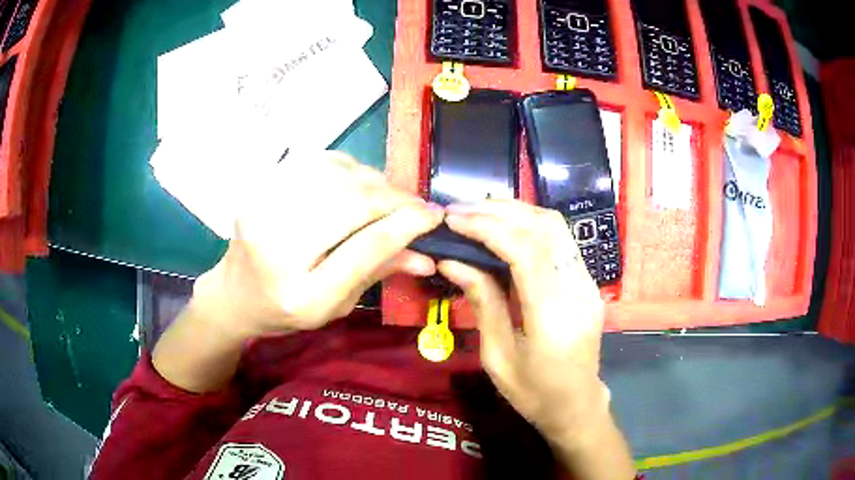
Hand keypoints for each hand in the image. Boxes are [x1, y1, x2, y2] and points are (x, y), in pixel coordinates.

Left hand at [193, 151, 442, 340]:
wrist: (235, 292)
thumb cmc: (286, 309)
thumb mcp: (334, 306)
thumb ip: (376, 273)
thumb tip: (426, 256)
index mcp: (299, 290)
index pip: (364, 247)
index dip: (406, 225)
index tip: (434, 216)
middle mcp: (275, 243)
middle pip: (351, 201)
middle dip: (394, 198)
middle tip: (416, 206)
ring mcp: (263, 206)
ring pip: (337, 173)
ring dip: (373, 181)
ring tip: (387, 197)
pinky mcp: (261, 186)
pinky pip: (317, 162)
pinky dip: (347, 169)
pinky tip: (356, 184)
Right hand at [437, 200, 633, 478]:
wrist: (577, 405)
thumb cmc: (533, 392)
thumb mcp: (497, 356)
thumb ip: (482, 302)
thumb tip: (452, 261)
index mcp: (553, 317)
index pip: (525, 251)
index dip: (487, 228)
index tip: (453, 220)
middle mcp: (578, 290)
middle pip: (546, 227)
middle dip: (500, 211)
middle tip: (460, 210)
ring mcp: (588, 283)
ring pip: (556, 226)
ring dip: (516, 212)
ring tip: (478, 212)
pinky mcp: (588, 281)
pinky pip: (560, 240)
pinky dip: (529, 225)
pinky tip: (504, 228)